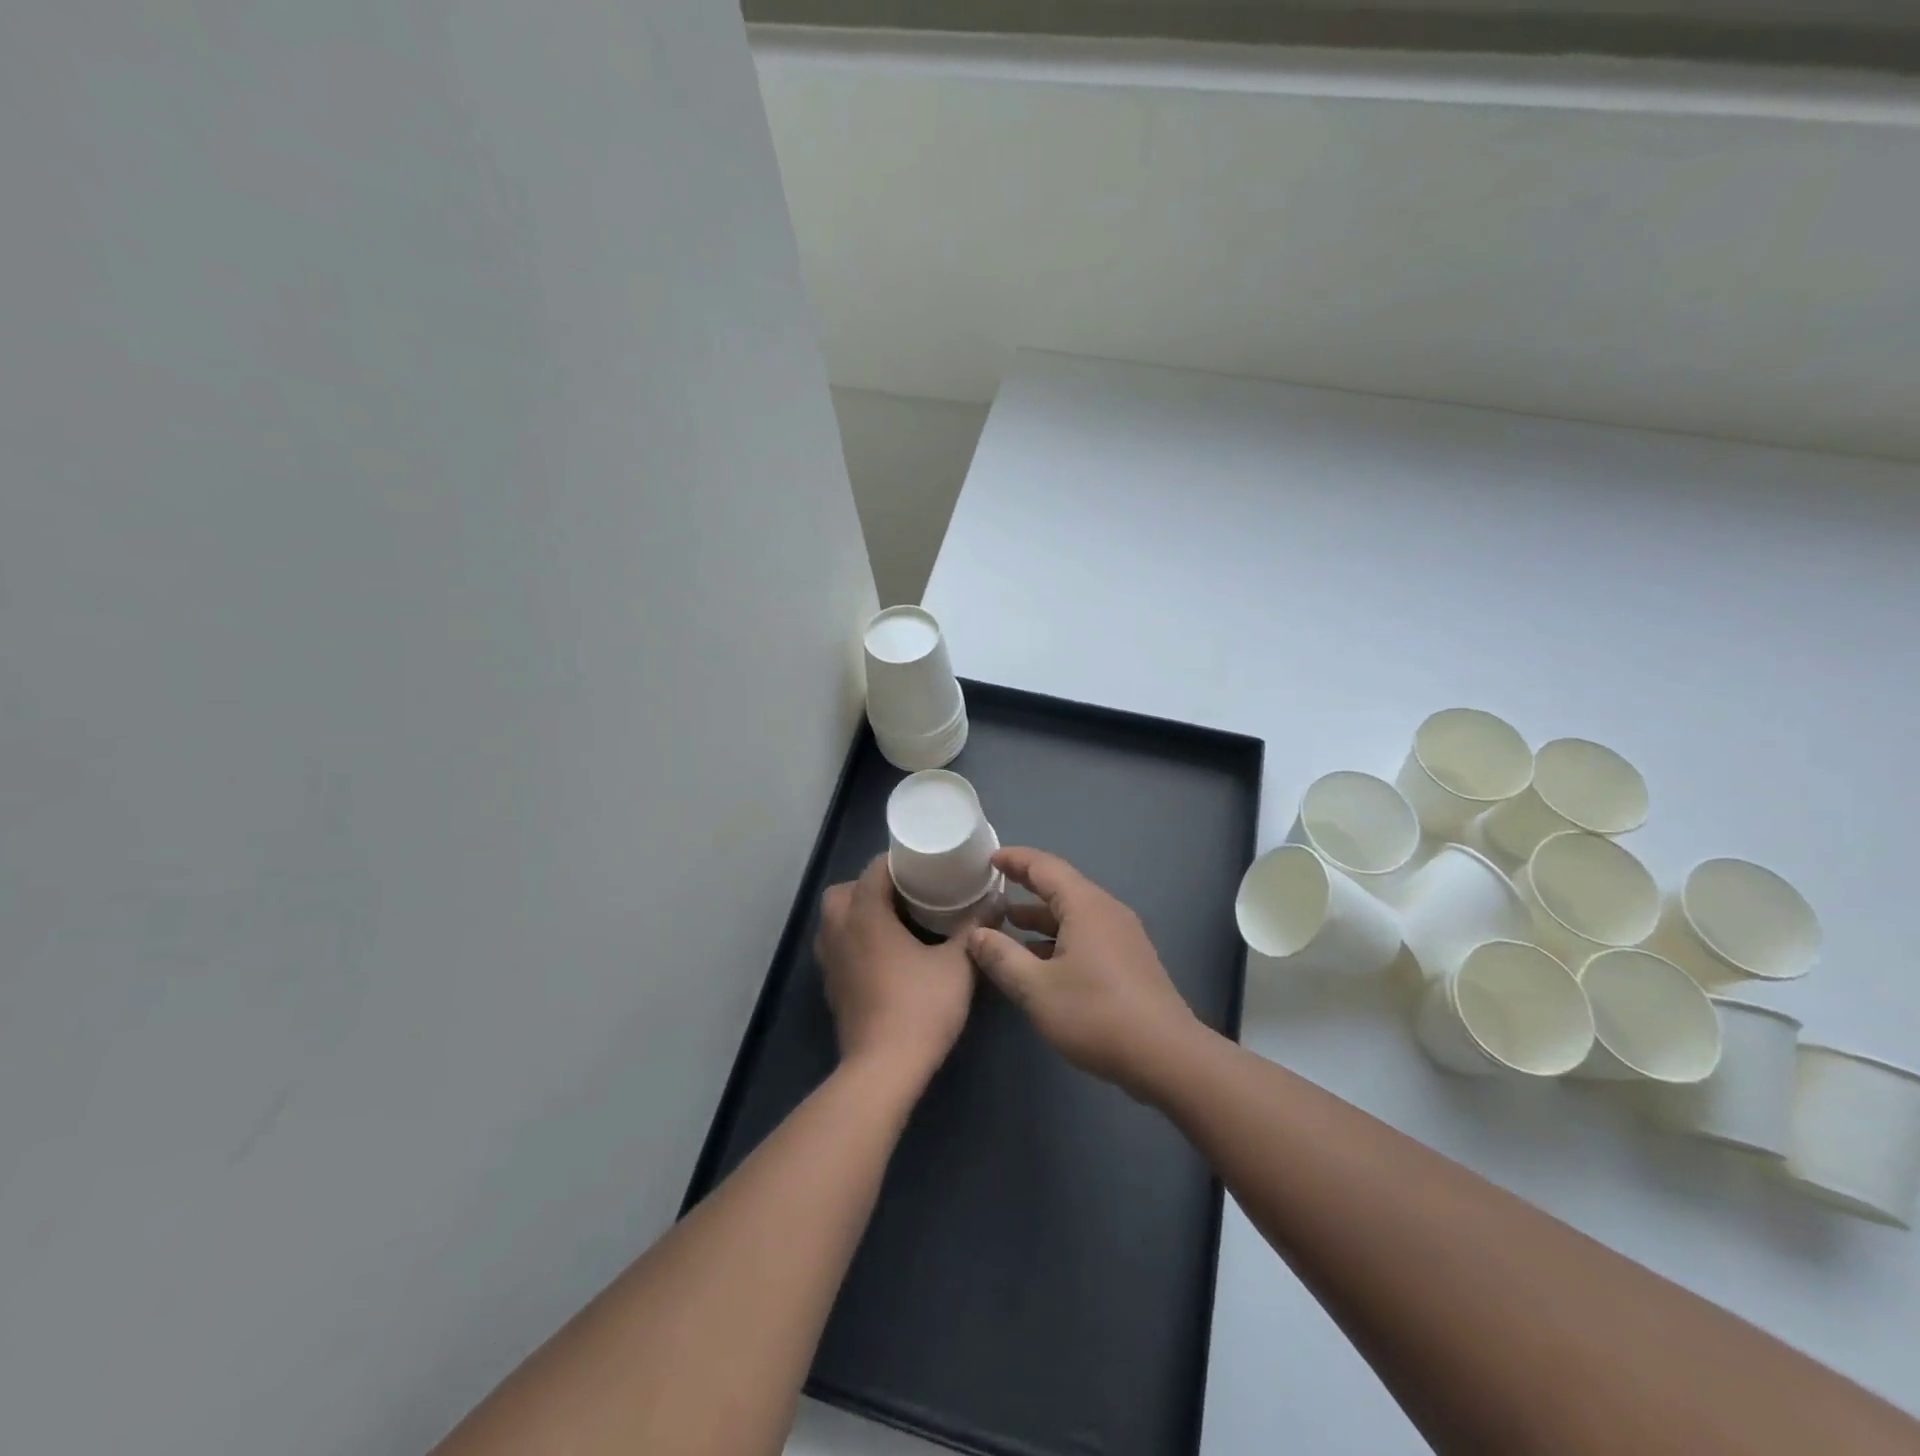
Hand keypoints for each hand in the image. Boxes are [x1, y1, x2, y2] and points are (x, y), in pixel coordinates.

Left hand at [814, 855, 977, 1085]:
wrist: (883, 1068)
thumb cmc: (920, 1007)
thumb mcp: (958, 964)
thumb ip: (975, 927)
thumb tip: (996, 899)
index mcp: (866, 914)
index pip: (874, 870)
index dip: (897, 862)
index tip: (923, 866)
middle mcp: (840, 930)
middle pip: (844, 890)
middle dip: (870, 886)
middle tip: (904, 895)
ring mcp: (830, 960)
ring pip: (833, 919)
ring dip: (856, 912)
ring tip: (892, 922)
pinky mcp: (831, 986)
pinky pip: (836, 946)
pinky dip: (853, 940)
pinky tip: (882, 956)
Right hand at [966, 848, 1198, 1096]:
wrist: (1166, 1056)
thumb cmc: (1096, 1014)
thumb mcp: (1036, 988)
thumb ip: (1002, 957)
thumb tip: (977, 934)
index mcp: (1085, 906)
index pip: (1045, 867)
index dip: (1015, 859)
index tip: (990, 859)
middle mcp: (1107, 911)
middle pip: (1061, 888)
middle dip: (1026, 887)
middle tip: (993, 890)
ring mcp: (1123, 936)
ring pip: (1074, 915)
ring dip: (1041, 918)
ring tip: (1008, 926)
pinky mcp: (1130, 961)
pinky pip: (1087, 935)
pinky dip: (1059, 938)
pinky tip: (1040, 962)